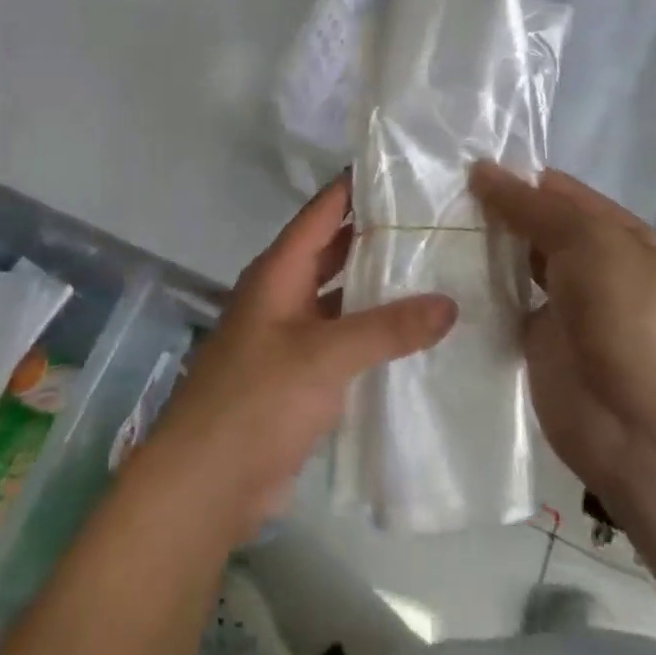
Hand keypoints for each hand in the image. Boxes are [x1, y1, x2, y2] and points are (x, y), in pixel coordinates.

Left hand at [135, 177, 457, 541]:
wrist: (205, 485)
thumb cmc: (257, 400)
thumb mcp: (324, 355)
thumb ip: (387, 327)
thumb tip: (450, 303)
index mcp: (279, 271)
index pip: (323, 210)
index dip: (357, 186)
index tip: (405, 169)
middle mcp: (284, 293)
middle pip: (334, 250)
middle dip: (378, 235)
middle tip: (436, 220)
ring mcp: (291, 335)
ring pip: (341, 296)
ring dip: (378, 286)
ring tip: (436, 270)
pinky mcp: (301, 376)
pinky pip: (343, 339)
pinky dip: (374, 333)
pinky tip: (416, 334)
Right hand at [470, 163, 655, 508]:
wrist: (641, 428)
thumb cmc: (626, 316)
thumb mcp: (588, 240)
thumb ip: (531, 206)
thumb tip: (481, 169)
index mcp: (617, 234)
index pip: (558, 191)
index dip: (515, 178)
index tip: (462, 169)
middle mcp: (592, 265)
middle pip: (534, 226)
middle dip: (493, 212)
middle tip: (437, 198)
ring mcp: (564, 307)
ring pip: (515, 265)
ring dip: (482, 250)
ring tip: (429, 229)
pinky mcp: (537, 343)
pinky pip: (503, 307)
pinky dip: (477, 292)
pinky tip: (438, 276)